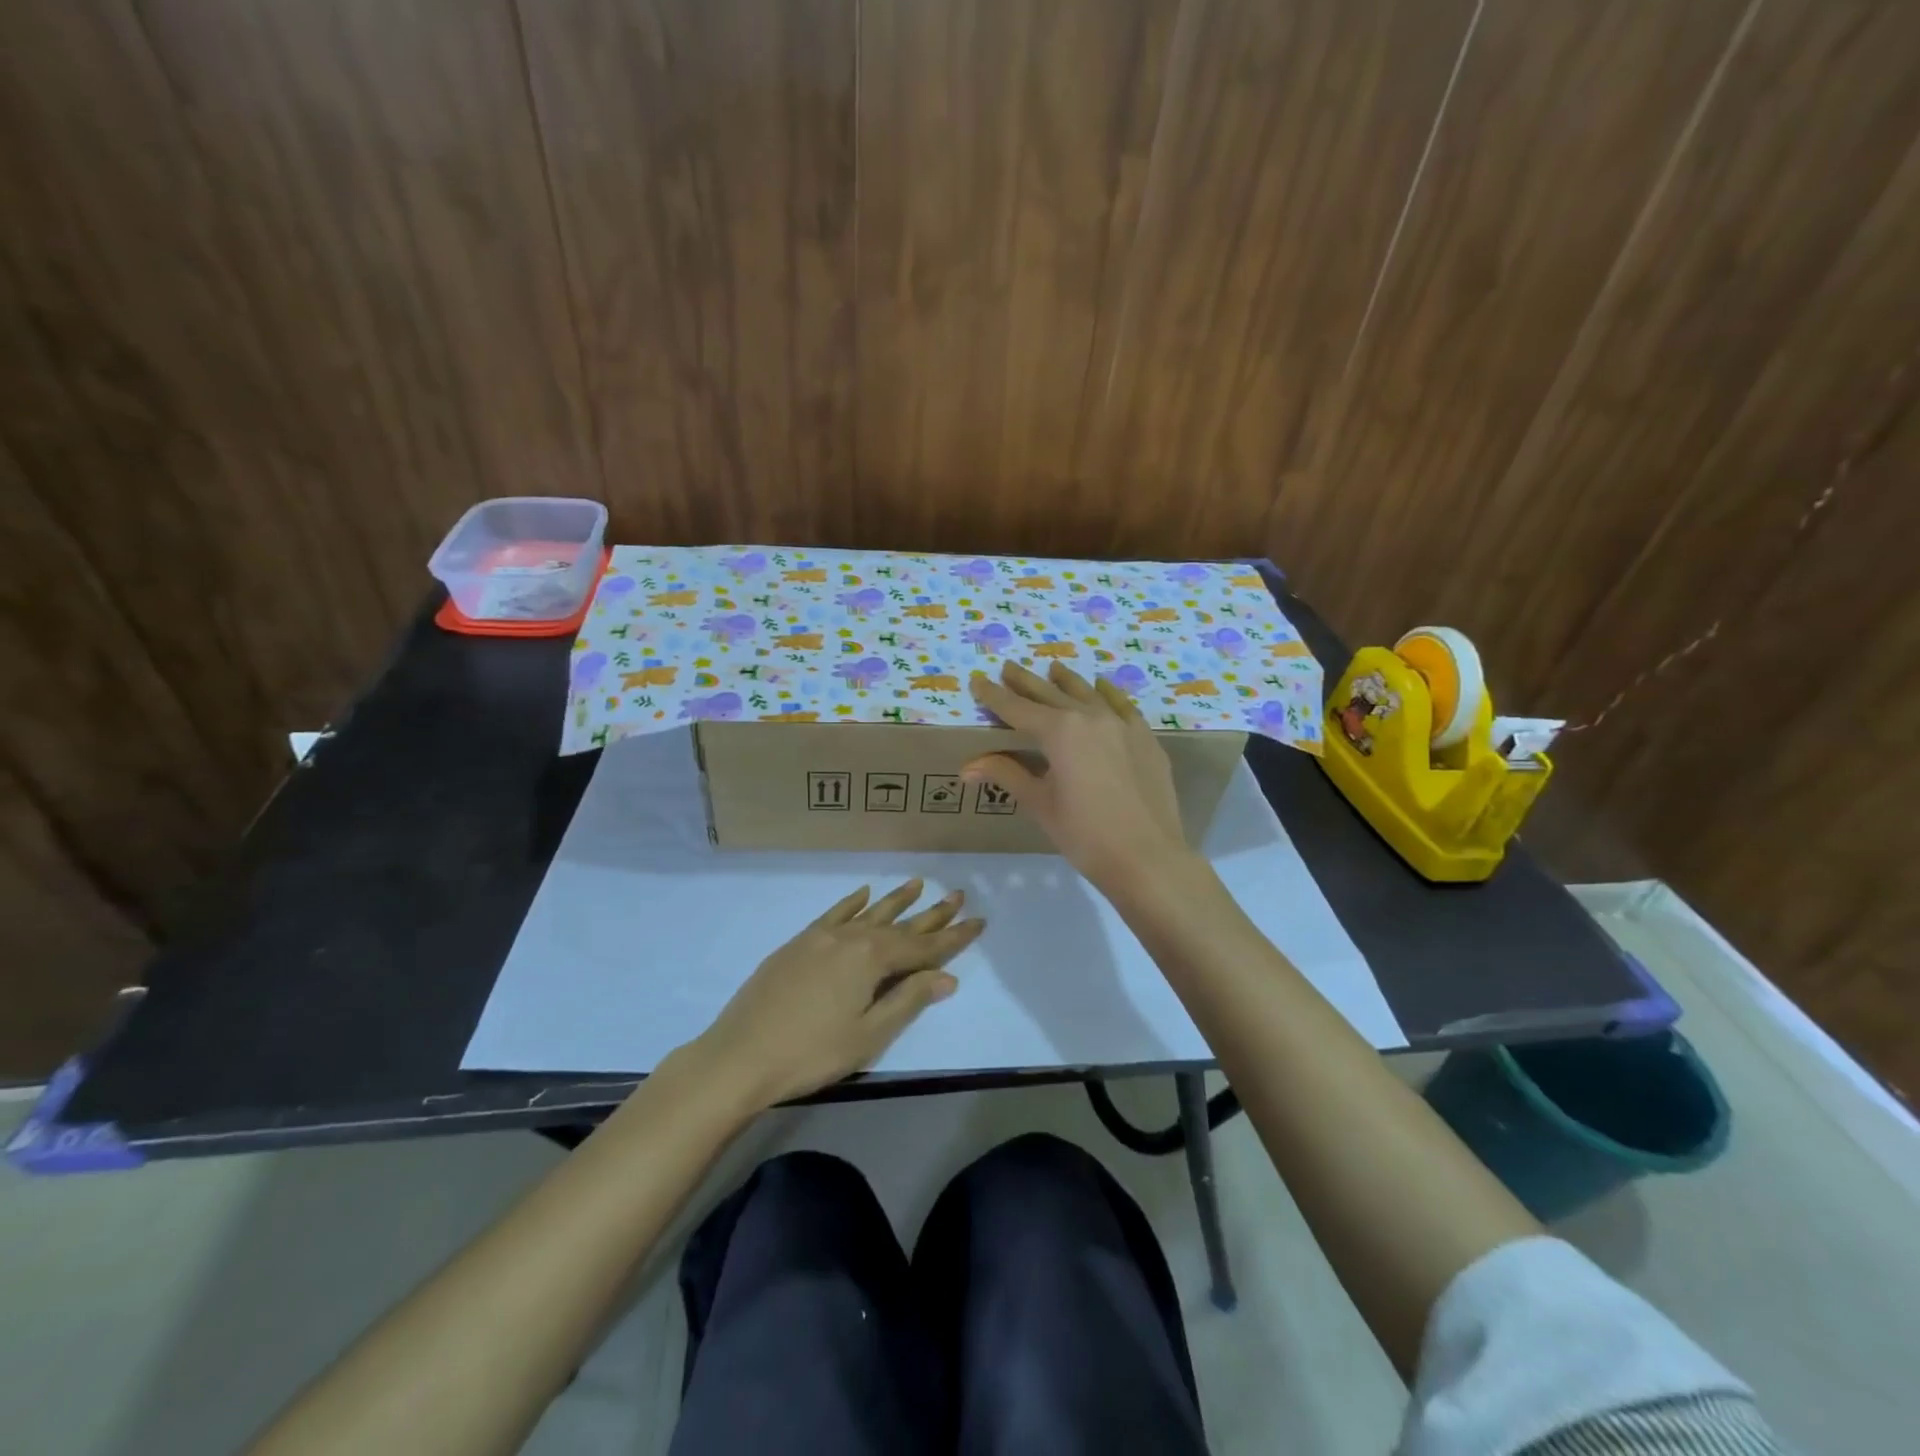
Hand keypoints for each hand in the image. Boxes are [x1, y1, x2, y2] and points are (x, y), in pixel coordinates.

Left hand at [685, 880, 982, 1110]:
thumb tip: (947, 977)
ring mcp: (822, 936)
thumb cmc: (811, 1052)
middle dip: (931, 914)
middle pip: (900, 924)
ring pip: (869, 913)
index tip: (978, 921)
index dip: (953, 937)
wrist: (740, 1055)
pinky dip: (853, 902)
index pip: (923, 946)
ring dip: (896, 900)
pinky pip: (835, 913)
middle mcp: (851, 937)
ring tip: (918, 884)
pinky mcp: (799, 943)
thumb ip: (908, 1000)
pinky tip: (864, 893)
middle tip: (957, 895)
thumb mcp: (869, 1035)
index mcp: (871, 958)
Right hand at [965, 662, 1194, 892]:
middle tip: (1008, 667)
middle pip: (1051, 694)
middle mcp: (1090, 717)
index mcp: (1059, 732)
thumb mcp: (1041, 804)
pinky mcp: (1145, 739)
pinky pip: (1122, 706)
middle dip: (1026, 682)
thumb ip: (1007, 775)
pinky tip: (1102, 688)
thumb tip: (967, 768)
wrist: (1148, 858)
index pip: (1017, 708)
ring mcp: (1122, 725)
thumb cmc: (1085, 835)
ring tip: (1053, 668)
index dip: (994, 696)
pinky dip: (1107, 694)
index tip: (978, 680)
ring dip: (1066, 681)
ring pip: (1088, 693)